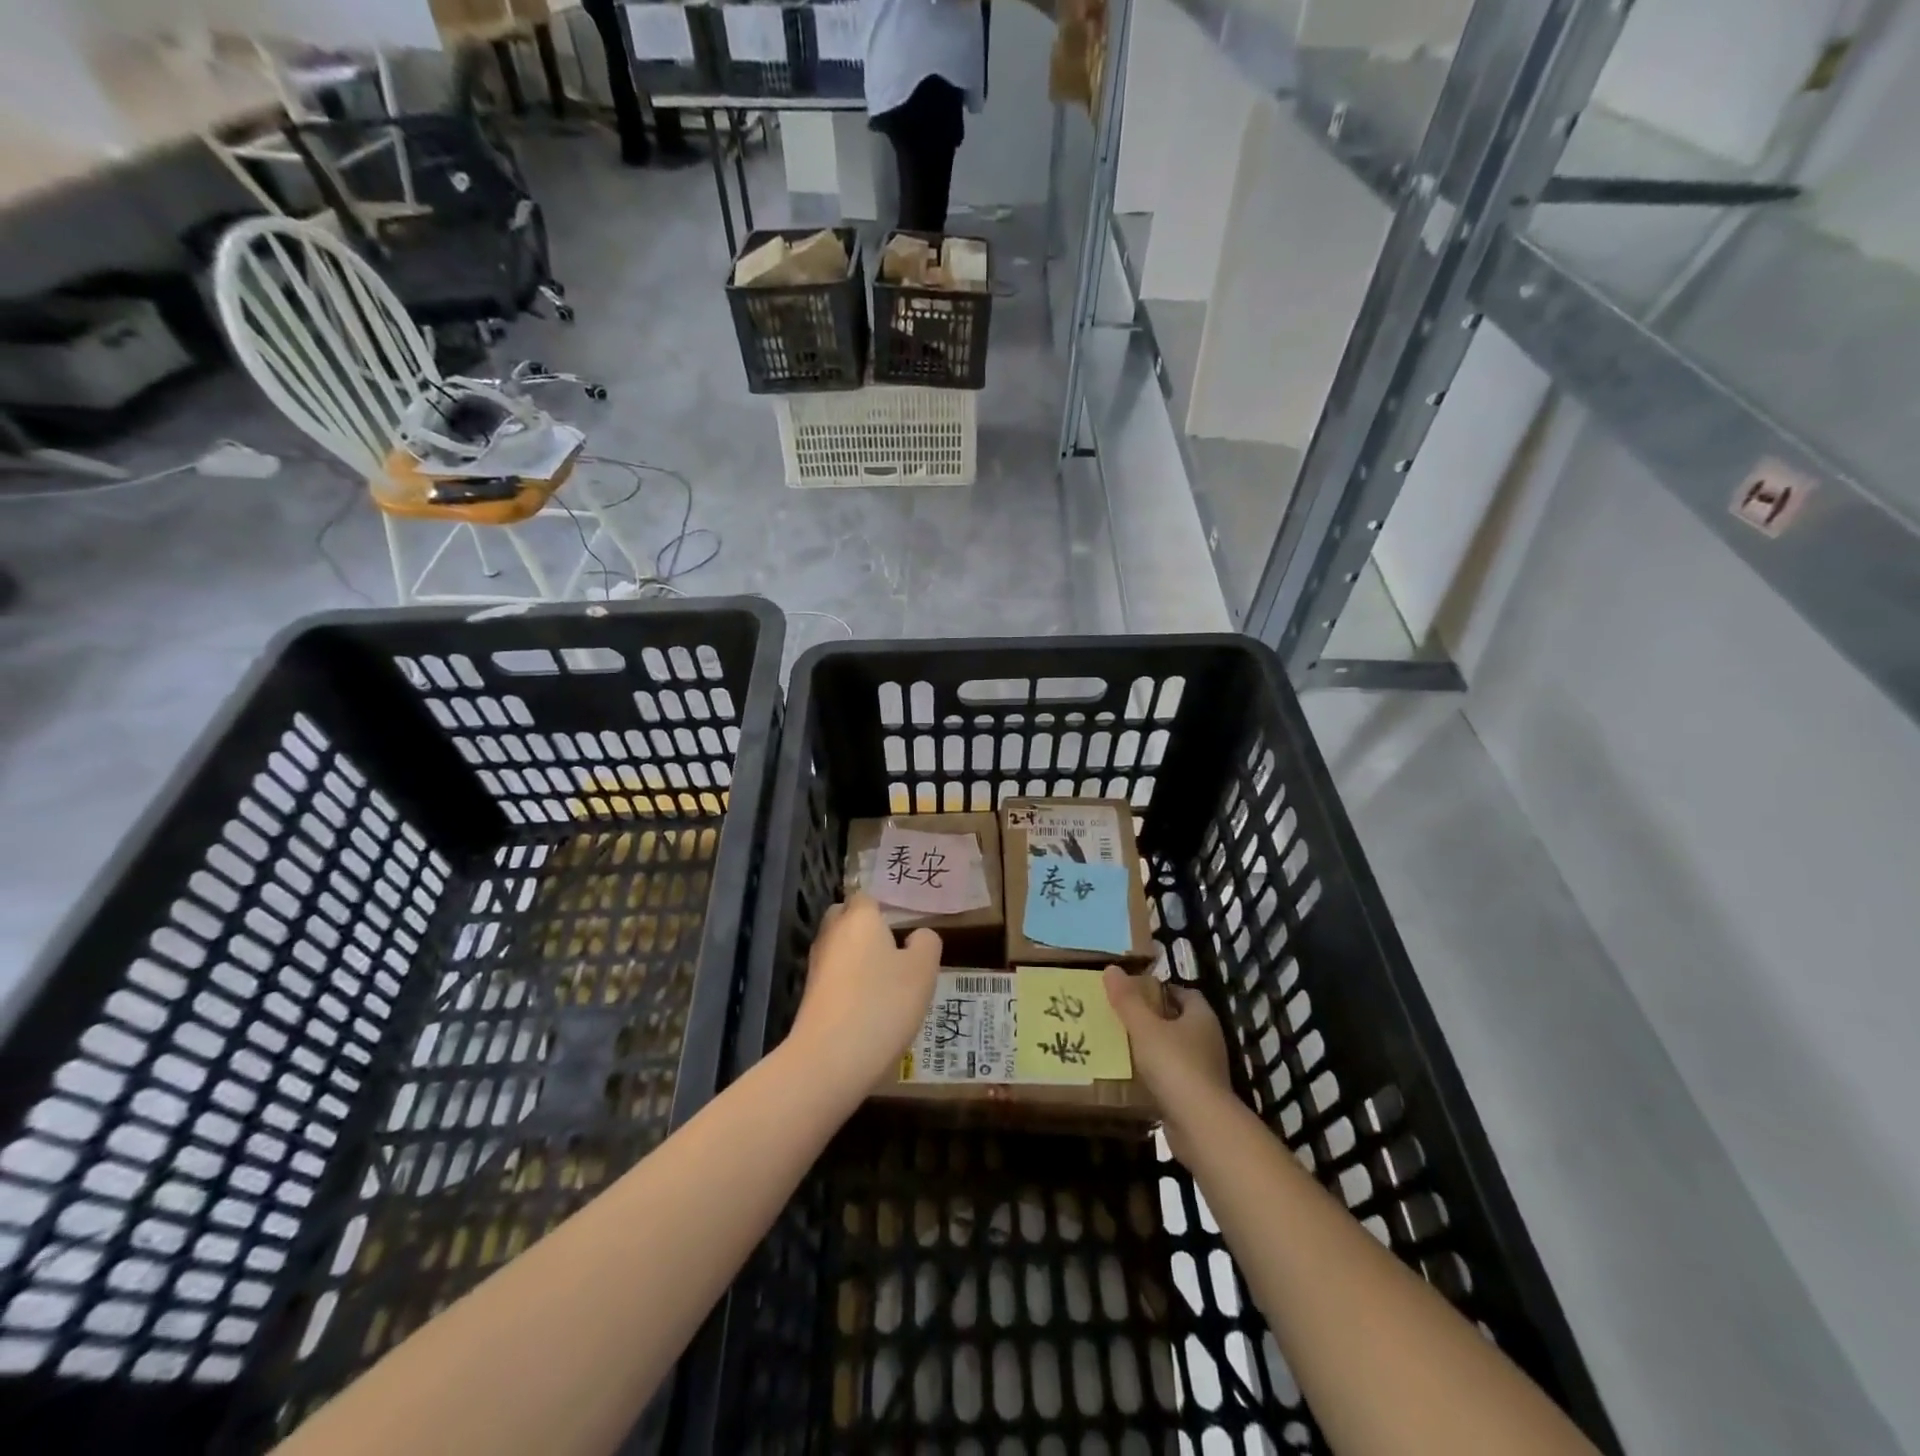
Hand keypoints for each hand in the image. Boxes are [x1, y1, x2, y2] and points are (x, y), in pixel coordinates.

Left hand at [785, 896, 941, 1102]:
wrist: (830, 1060)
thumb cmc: (883, 1004)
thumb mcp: (922, 971)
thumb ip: (926, 944)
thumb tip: (917, 936)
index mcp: (859, 918)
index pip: (866, 896)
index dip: (884, 908)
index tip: (904, 925)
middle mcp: (832, 934)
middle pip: (845, 918)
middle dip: (865, 928)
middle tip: (895, 949)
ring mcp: (817, 966)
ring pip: (839, 948)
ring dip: (857, 958)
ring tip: (886, 980)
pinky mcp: (810, 996)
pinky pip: (834, 977)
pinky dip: (849, 984)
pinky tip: (869, 1005)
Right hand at [1104, 967, 1231, 1152]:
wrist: (1201, 1125)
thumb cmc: (1175, 1066)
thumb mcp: (1144, 1028)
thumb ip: (1127, 1000)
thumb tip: (1111, 969)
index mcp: (1202, 1017)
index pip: (1184, 993)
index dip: (1161, 989)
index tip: (1134, 991)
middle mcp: (1208, 1040)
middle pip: (1179, 1021)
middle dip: (1153, 1018)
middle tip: (1122, 1016)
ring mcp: (1206, 1071)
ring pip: (1176, 1050)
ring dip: (1154, 1048)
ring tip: (1122, 1045)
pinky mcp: (1198, 1097)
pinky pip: (1173, 1077)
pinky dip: (1157, 1075)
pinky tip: (1133, 1077)